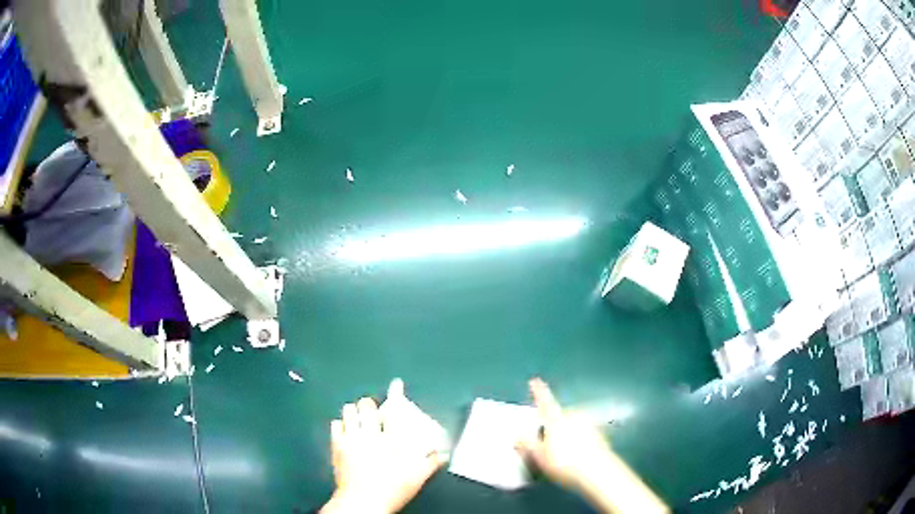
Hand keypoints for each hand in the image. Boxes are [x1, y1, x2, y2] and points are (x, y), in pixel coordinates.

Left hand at [321, 379, 449, 513]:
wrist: (361, 502)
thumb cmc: (392, 489)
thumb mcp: (417, 477)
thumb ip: (430, 463)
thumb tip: (443, 455)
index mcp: (391, 440)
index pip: (393, 410)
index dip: (395, 394)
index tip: (396, 384)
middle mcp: (369, 434)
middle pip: (366, 406)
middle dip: (370, 404)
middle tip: (374, 411)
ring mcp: (350, 439)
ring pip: (348, 412)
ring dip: (355, 411)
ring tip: (359, 418)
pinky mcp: (336, 446)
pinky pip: (335, 425)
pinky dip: (341, 424)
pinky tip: (346, 430)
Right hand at [516, 378, 668, 513]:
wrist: (597, 471)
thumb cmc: (564, 462)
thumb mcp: (539, 456)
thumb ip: (527, 443)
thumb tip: (516, 433)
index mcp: (557, 420)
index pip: (545, 402)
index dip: (539, 392)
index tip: (534, 380)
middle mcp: (574, 417)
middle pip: (559, 417)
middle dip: (553, 425)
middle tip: (546, 442)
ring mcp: (589, 425)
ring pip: (572, 426)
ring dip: (566, 434)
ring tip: (561, 453)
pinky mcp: (599, 436)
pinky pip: (583, 434)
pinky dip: (578, 441)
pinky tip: (575, 455)